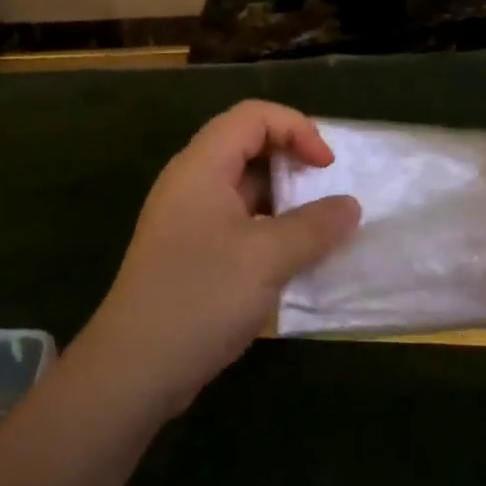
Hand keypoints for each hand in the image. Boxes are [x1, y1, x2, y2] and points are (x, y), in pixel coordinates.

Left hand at [72, 101, 360, 419]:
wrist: (134, 369)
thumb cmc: (201, 297)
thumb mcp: (269, 257)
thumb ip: (315, 226)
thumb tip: (350, 207)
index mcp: (202, 166)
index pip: (253, 116)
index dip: (297, 129)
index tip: (327, 168)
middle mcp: (191, 183)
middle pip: (248, 146)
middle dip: (293, 162)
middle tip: (327, 195)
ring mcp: (188, 219)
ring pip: (244, 189)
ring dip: (284, 201)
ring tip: (318, 229)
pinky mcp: (190, 253)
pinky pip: (237, 222)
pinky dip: (269, 229)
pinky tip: (292, 259)